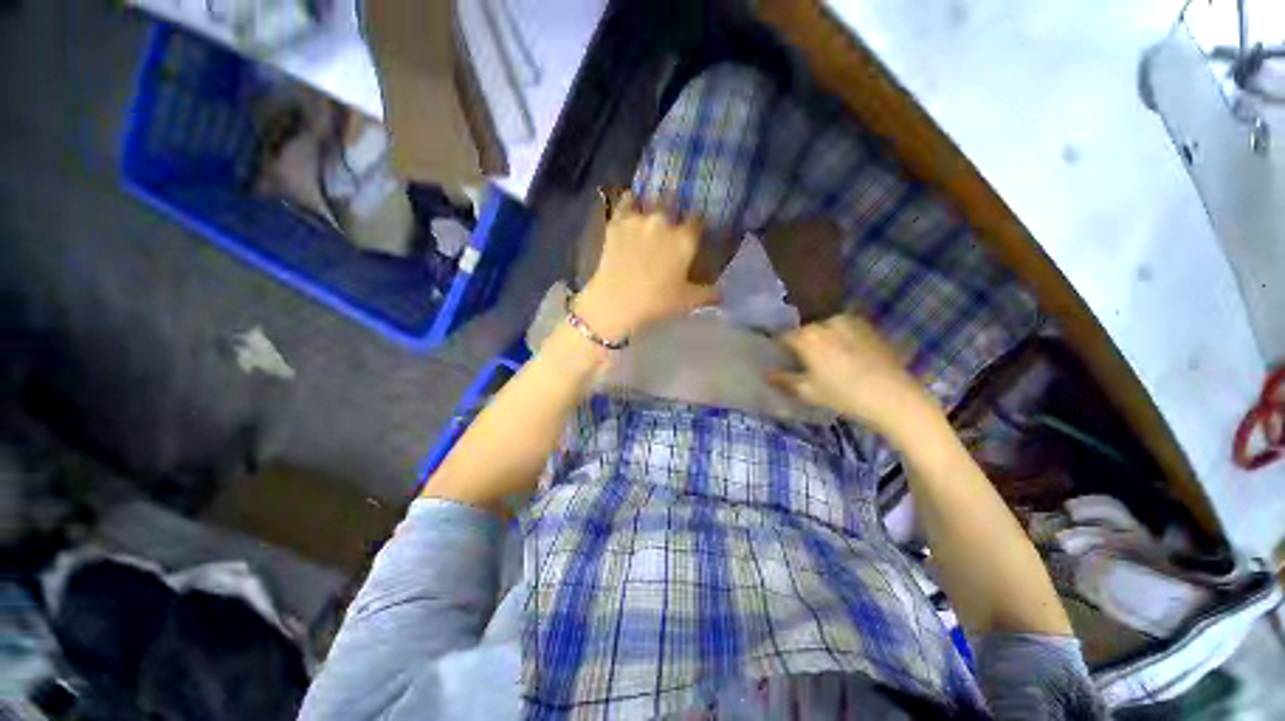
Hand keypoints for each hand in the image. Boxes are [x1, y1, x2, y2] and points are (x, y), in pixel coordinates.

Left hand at [573, 195, 718, 340]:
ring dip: (654, 206)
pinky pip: (626, 201)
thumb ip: (708, 294)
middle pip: (675, 204)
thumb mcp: (686, 301)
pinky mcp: (617, 221)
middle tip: (672, 224)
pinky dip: (631, 202)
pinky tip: (632, 207)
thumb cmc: (655, 302)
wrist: (615, 302)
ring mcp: (639, 218)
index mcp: (684, 239)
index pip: (698, 220)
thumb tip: (723, 293)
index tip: (695, 231)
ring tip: (652, 214)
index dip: (697, 225)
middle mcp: (664, 221)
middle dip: (675, 211)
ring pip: (651, 201)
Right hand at [769, 315, 936, 439]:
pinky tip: (848, 357)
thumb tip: (766, 373)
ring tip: (829, 361)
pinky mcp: (868, 327)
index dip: (780, 349)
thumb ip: (783, 380)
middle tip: (806, 364)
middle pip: (805, 332)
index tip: (782, 360)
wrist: (894, 397)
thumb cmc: (843, 395)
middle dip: (802, 344)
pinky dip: (841, 339)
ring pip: (826, 329)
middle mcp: (826, 323)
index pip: (783, 337)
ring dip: (823, 340)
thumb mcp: (807, 392)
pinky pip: (845, 330)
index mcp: (807, 336)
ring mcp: (850, 322)